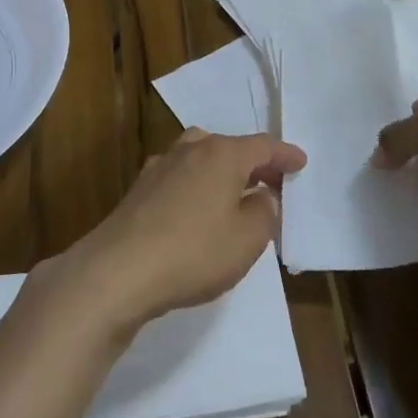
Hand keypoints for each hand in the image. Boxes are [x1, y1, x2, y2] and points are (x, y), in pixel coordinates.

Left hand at [51, 130, 305, 337]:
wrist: (117, 271)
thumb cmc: (193, 252)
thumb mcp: (247, 239)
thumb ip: (265, 212)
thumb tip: (262, 195)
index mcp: (221, 154)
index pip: (262, 146)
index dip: (284, 155)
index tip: (300, 162)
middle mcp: (190, 150)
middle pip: (229, 146)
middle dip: (253, 162)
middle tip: (271, 182)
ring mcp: (160, 167)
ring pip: (200, 156)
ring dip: (222, 170)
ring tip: (235, 192)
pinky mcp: (139, 190)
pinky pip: (180, 176)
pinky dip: (197, 184)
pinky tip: (197, 208)